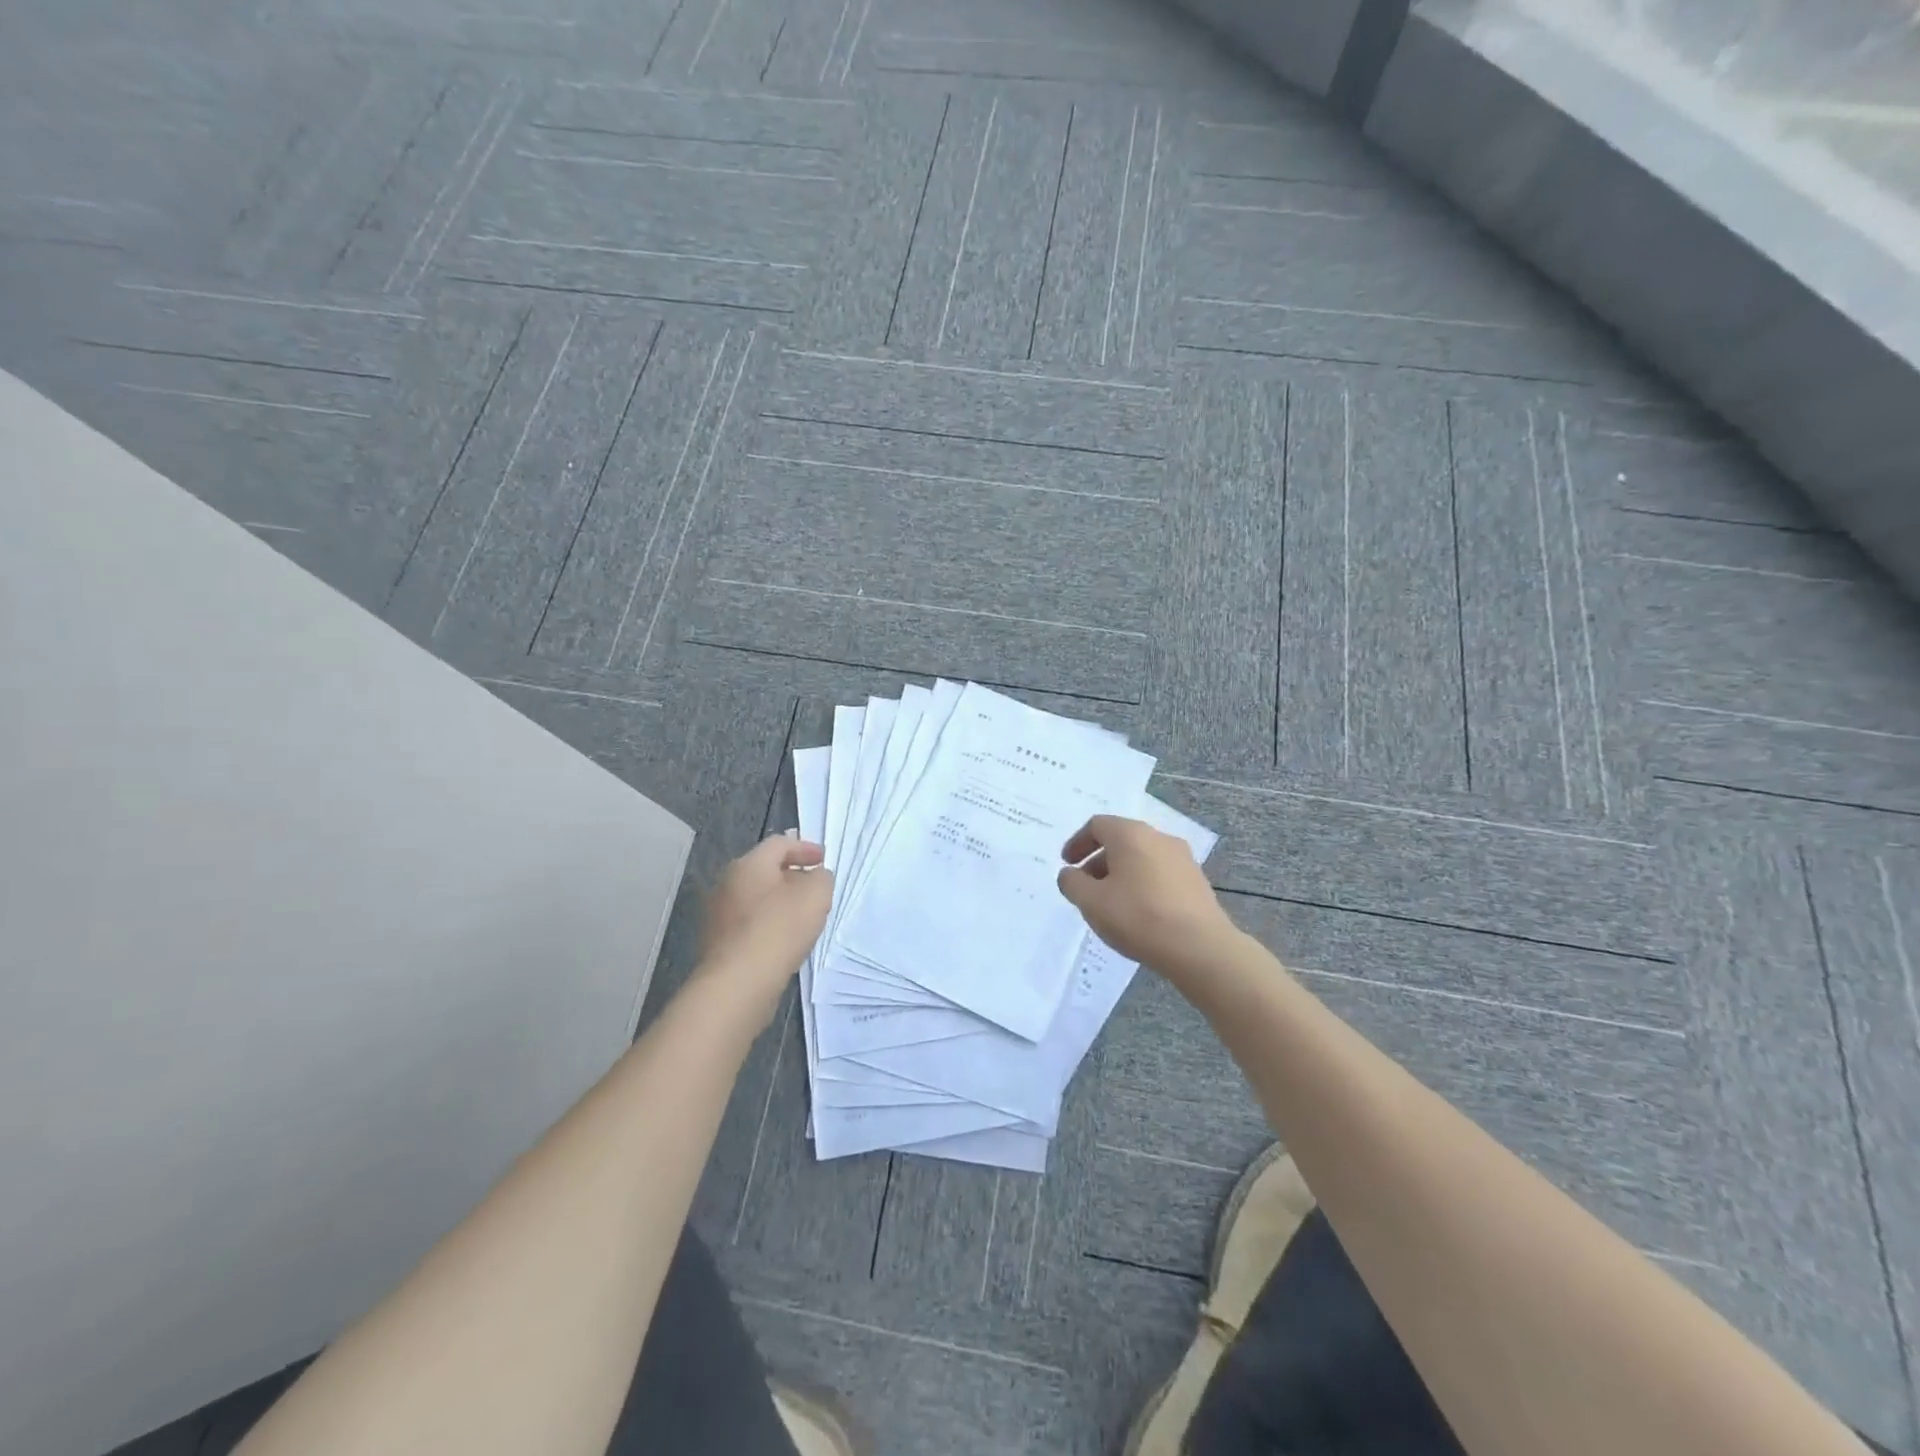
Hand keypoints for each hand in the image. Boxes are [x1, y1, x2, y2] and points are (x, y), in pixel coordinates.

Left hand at [696, 834, 832, 1013]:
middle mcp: (726, 884)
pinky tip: (783, 941)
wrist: (738, 983)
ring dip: (779, 902)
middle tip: (814, 888)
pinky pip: (748, 925)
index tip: (824, 860)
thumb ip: (821, 878)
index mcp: (748, 864)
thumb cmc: (779, 928)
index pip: (779, 844)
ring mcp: (717, 915)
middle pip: (764, 870)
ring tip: (802, 917)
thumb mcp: (816, 895)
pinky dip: (768, 925)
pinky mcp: (717, 944)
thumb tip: (816, 877)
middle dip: (792, 876)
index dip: (805, 848)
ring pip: (755, 899)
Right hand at [1057, 815, 1238, 977]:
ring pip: (1142, 857)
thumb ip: (1072, 883)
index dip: (1077, 843)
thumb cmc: (1138, 917)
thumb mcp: (1091, 902)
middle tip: (1086, 886)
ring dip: (1121, 873)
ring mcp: (1182, 858)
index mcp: (1131, 834)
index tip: (1067, 864)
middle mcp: (1159, 838)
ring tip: (1111, 903)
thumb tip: (1070, 874)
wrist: (1200, 948)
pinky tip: (1139, 913)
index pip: (1097, 825)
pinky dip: (1142, 884)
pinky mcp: (1196, 881)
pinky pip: (1160, 873)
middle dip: (1098, 860)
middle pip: (1121, 840)